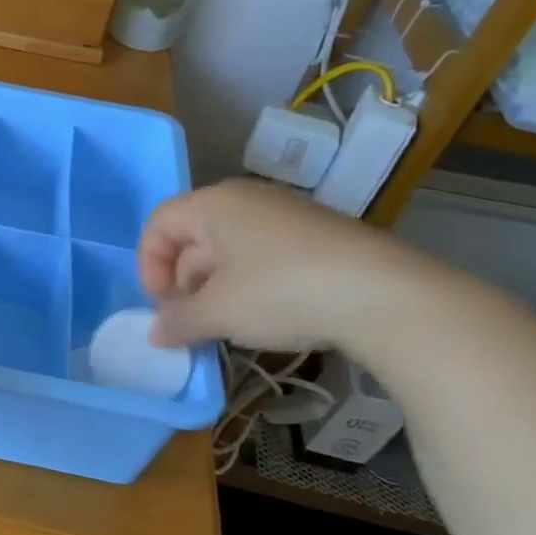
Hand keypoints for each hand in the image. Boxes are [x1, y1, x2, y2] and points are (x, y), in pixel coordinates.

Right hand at [140, 179, 418, 352]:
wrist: (386, 296)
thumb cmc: (282, 291)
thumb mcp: (220, 313)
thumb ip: (178, 321)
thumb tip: (154, 335)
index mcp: (215, 204)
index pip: (159, 224)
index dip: (149, 266)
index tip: (164, 306)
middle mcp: (247, 199)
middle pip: (193, 236)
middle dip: (183, 282)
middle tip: (191, 322)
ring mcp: (286, 215)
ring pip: (229, 250)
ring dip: (215, 289)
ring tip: (227, 326)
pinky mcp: (317, 237)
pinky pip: (263, 255)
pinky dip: (250, 285)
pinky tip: (267, 317)